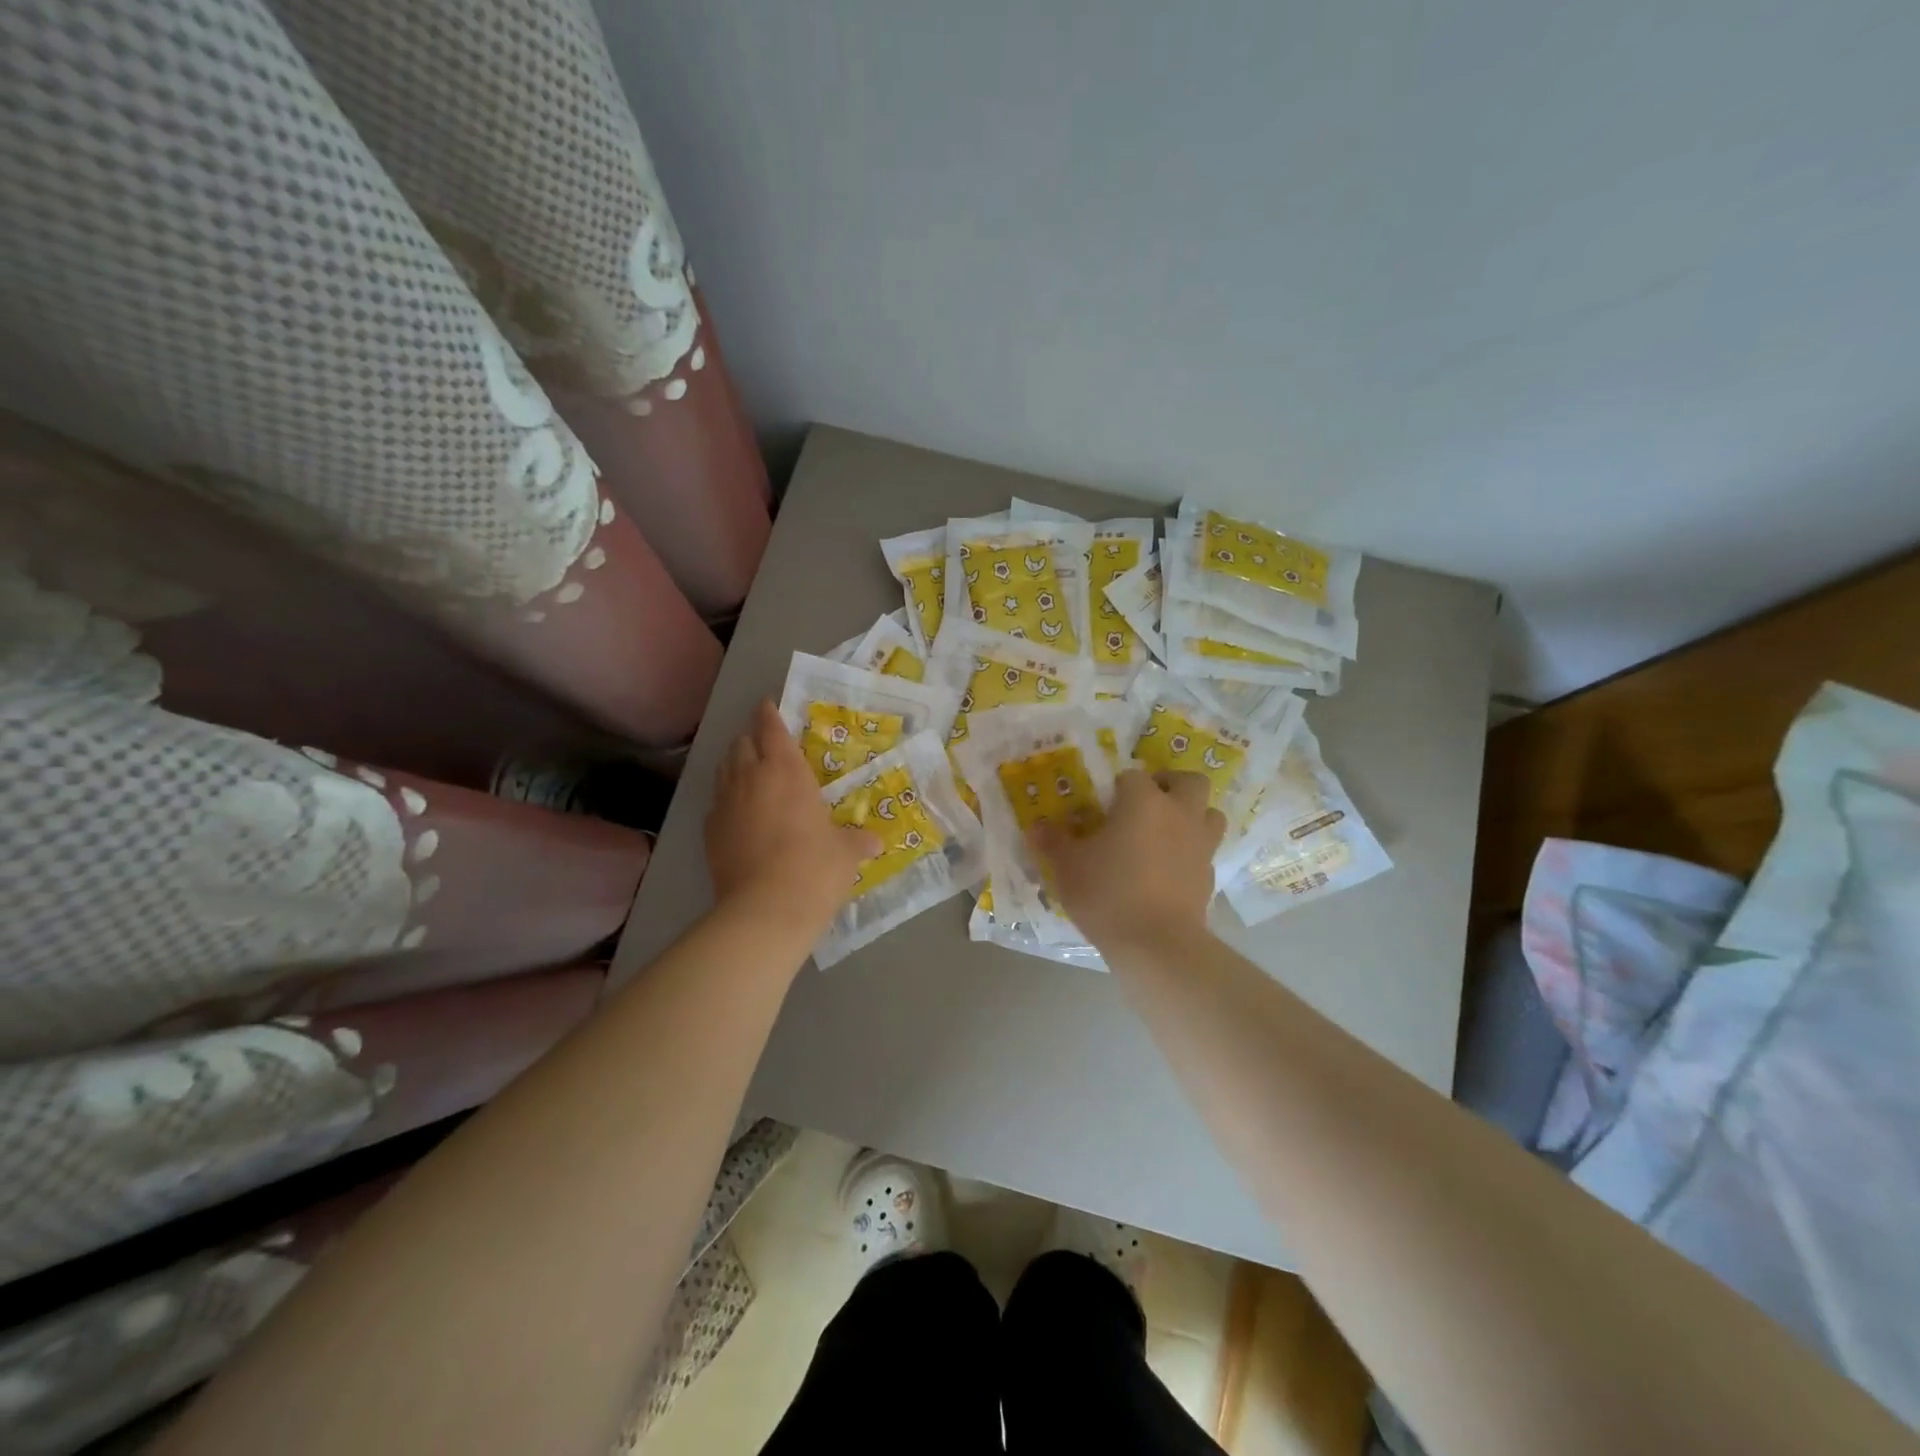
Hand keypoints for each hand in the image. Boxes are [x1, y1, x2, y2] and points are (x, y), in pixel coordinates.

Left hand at [706, 701, 879, 923]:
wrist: (765, 910)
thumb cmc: (815, 869)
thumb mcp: (845, 854)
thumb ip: (858, 842)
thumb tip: (875, 843)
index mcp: (786, 771)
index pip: (772, 728)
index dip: (769, 713)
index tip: (768, 704)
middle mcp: (750, 778)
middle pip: (742, 743)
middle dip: (752, 737)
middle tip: (765, 742)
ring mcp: (725, 804)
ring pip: (724, 769)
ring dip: (735, 763)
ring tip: (748, 769)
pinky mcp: (709, 832)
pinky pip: (716, 802)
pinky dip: (726, 798)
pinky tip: (737, 812)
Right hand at [1029, 769, 1224, 952]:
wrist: (1157, 945)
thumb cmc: (1107, 894)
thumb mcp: (1068, 867)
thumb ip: (1053, 842)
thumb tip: (1036, 827)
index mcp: (1144, 802)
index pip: (1133, 776)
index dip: (1118, 786)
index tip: (1103, 805)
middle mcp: (1179, 814)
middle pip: (1189, 781)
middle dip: (1170, 784)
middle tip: (1147, 801)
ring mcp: (1201, 845)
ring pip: (1209, 813)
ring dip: (1191, 815)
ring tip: (1165, 831)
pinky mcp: (1209, 876)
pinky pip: (1205, 851)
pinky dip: (1190, 852)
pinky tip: (1169, 869)